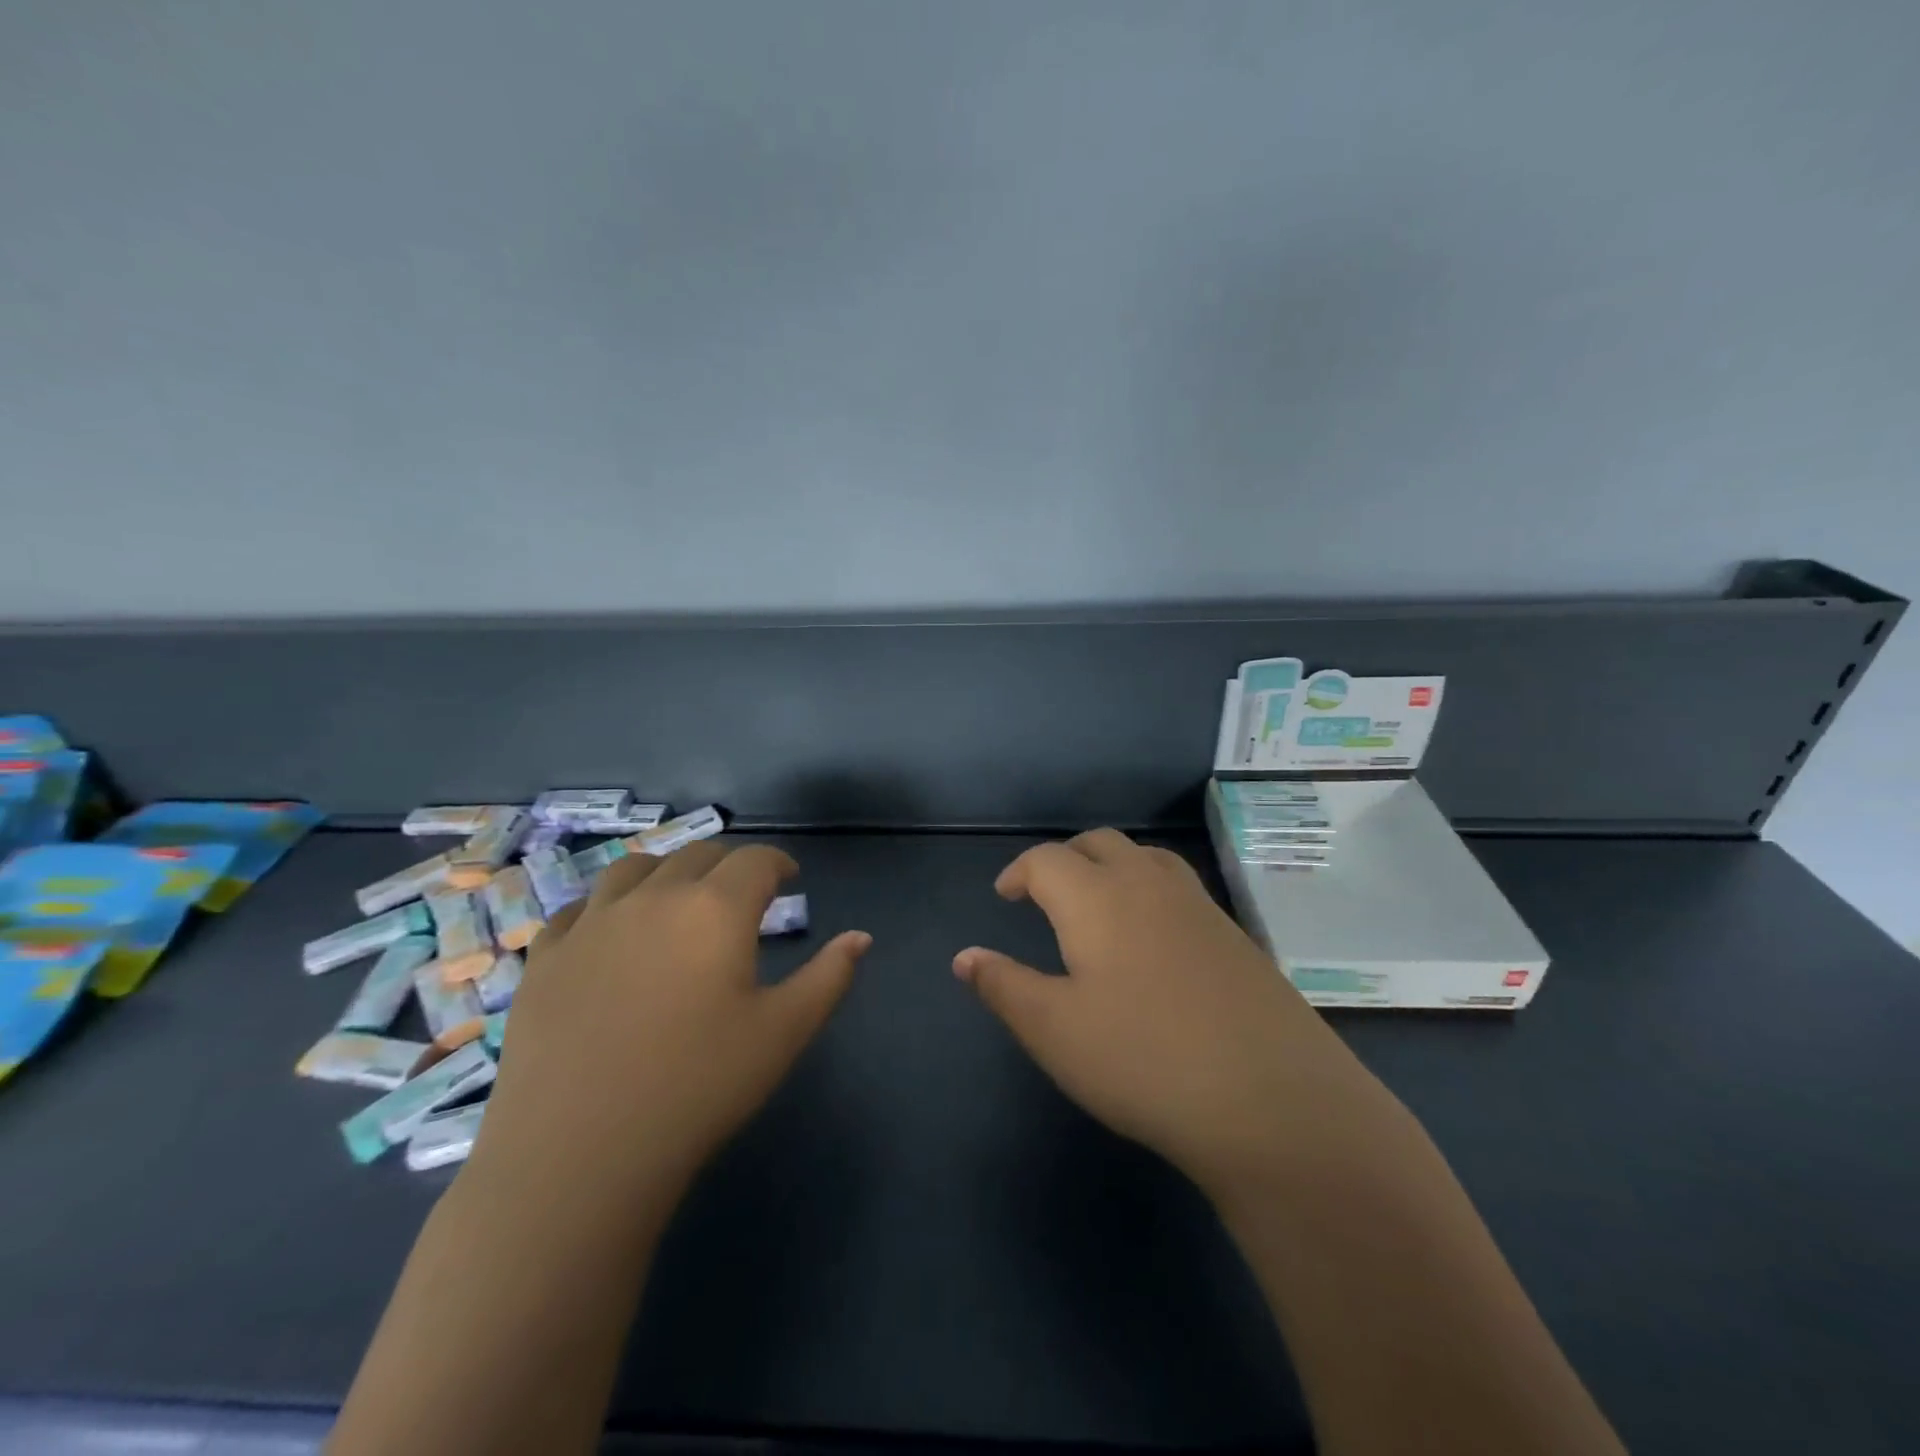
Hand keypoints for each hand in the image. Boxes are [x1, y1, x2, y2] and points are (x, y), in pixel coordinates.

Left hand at [476, 842, 870, 1200]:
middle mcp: (653, 898)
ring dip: (665, 871)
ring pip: (634, 868)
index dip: (778, 862)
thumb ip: (829, 977)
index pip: (755, 860)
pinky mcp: (545, 957)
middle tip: (742, 892)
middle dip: (728, 864)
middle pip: (697, 855)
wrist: (580, 1153)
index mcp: (716, 909)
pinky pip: (578, 908)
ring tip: (675, 898)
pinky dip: (605, 906)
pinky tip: (609, 933)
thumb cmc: (698, 1087)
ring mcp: (591, 923)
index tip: (789, 878)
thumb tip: (861, 937)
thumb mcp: (783, 1032)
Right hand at [954, 829, 1355, 1197]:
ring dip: (1111, 865)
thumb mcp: (1054, 1031)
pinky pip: (1179, 887)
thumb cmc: (1143, 1060)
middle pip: (1099, 843)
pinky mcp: (1235, 935)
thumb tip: (963, 956)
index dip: (1019, 872)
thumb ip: (1003, 986)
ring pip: (1145, 857)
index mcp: (1097, 898)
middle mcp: (1148, 884)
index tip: (1005, 896)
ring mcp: (1199, 906)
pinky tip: (1153, 938)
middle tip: (1046, 891)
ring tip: (1098, 902)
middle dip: (1065, 857)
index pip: (1047, 860)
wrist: (1274, 1101)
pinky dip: (1150, 889)